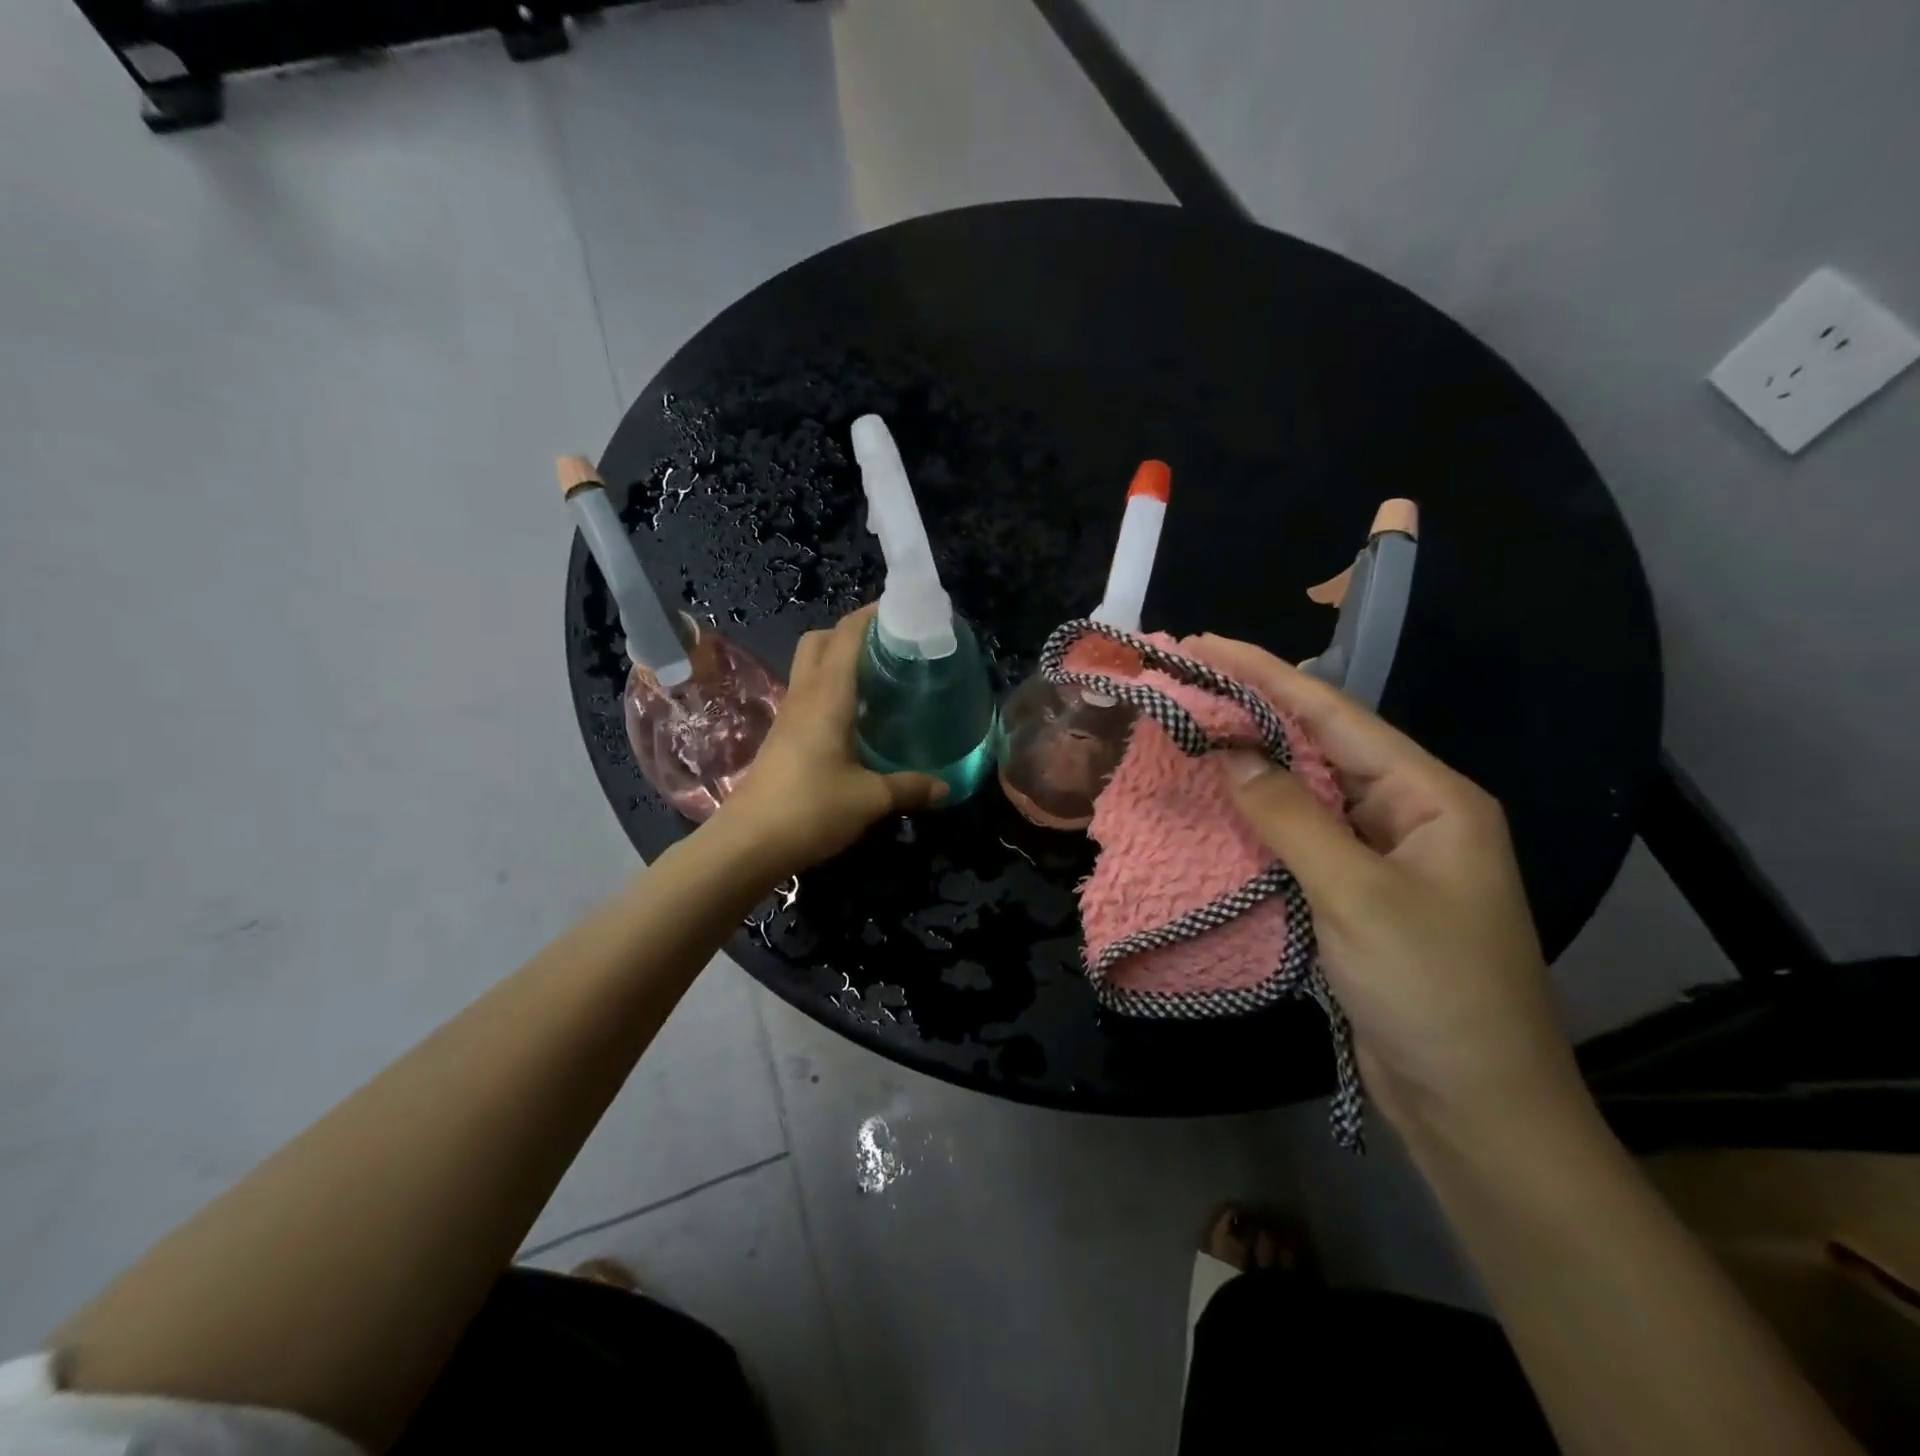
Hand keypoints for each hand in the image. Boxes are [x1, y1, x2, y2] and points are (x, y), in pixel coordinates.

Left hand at [705, 605, 946, 879]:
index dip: (871, 615)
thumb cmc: (810, 810)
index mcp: (827, 697)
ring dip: (840, 660)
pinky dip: (832, 689)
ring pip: (811, 667)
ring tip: (880, 677)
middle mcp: (805, 697)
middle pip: (821, 641)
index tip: (903, 609)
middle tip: (890, 647)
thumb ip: (908, 788)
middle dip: (852, 632)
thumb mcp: (869, 800)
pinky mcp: (783, 737)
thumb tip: (945, 787)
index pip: (846, 636)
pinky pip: (809, 695)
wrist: (747, 843)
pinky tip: (857, 717)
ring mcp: (789, 716)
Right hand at [1185, 634, 1581, 1133]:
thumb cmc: (1432, 991)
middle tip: (1185, 680)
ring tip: (1191, 726)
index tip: (1204, 645)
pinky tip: (1220, 797)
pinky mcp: (1355, 890)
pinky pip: (1300, 835)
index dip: (1266, 674)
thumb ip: (1291, 817)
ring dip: (1251, 759)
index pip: (1335, 715)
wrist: (1475, 1106)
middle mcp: (1408, 812)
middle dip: (1254, 709)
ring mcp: (1381, 854)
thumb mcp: (1358, 895)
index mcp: (1431, 797)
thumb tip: (1230, 754)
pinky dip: (1258, 814)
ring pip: (1305, 789)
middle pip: (1319, 743)